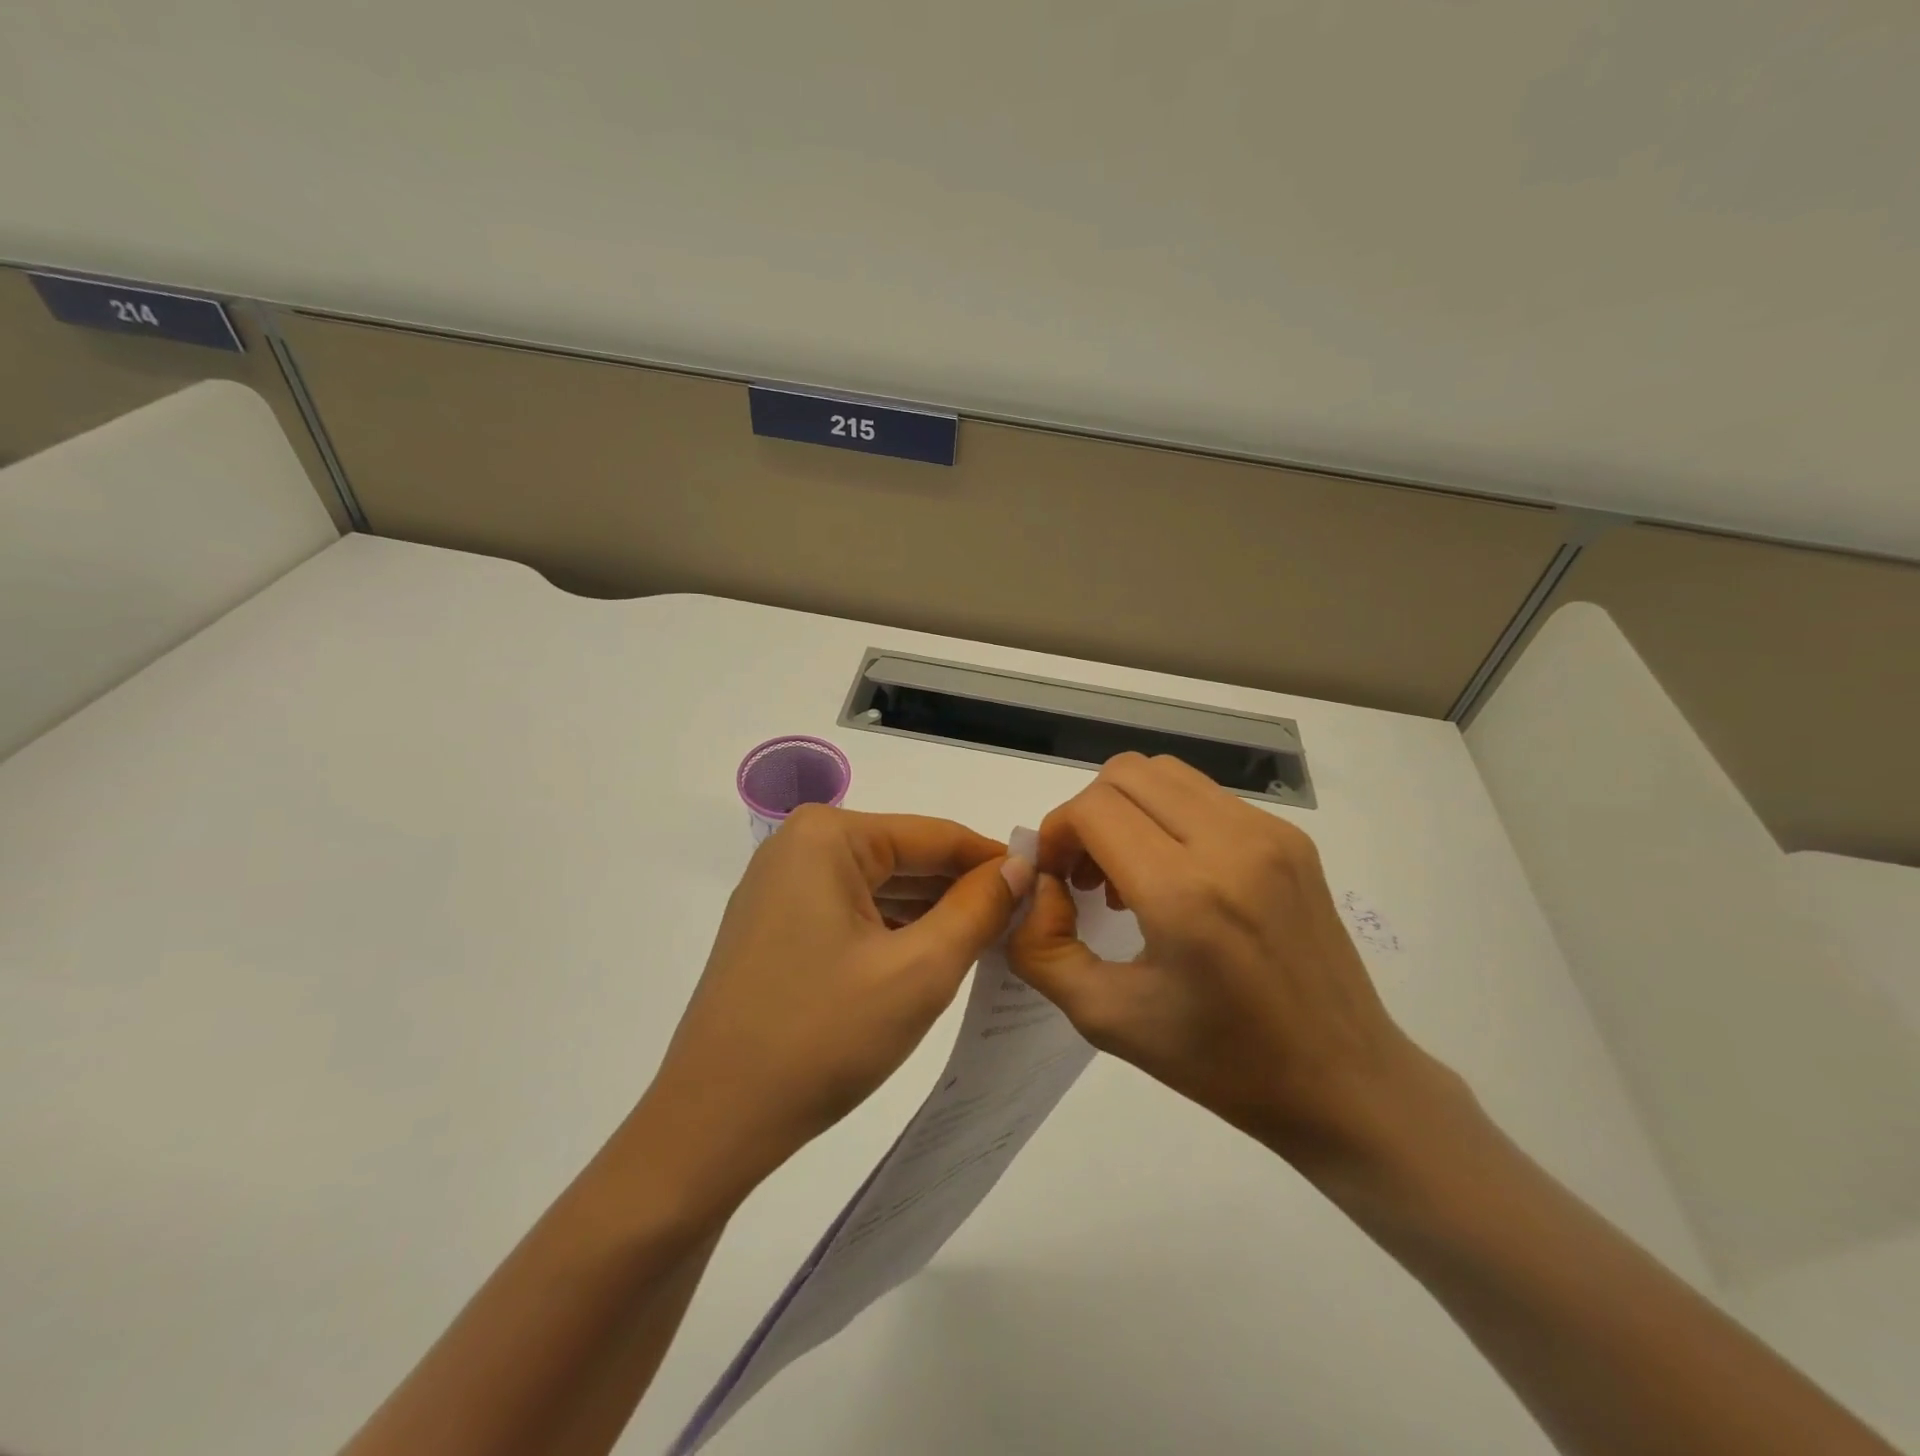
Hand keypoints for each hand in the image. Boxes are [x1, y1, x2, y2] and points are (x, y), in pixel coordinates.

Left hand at [640, 806, 1031, 1208]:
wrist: (711, 1125)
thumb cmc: (821, 1038)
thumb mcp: (920, 970)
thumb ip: (978, 909)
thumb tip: (1019, 867)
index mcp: (827, 836)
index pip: (934, 836)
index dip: (994, 861)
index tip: (1046, 886)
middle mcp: (798, 847)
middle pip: (905, 858)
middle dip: (962, 891)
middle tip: (1024, 924)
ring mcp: (780, 887)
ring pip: (880, 888)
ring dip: (931, 915)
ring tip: (990, 943)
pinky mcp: (775, 927)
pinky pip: (852, 913)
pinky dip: (894, 933)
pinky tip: (933, 957)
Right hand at [1008, 753, 1430, 1163]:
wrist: (1346, 1082)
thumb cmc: (1222, 1062)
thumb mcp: (1107, 1018)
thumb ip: (1042, 948)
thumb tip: (1037, 886)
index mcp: (1185, 894)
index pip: (1093, 809)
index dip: (1056, 834)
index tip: (1057, 881)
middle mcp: (1231, 844)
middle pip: (1125, 773)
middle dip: (1087, 815)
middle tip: (1085, 875)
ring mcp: (1269, 834)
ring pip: (1166, 774)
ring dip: (1127, 810)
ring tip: (1128, 875)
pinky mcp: (1291, 838)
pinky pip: (1205, 797)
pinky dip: (1168, 818)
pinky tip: (1175, 878)